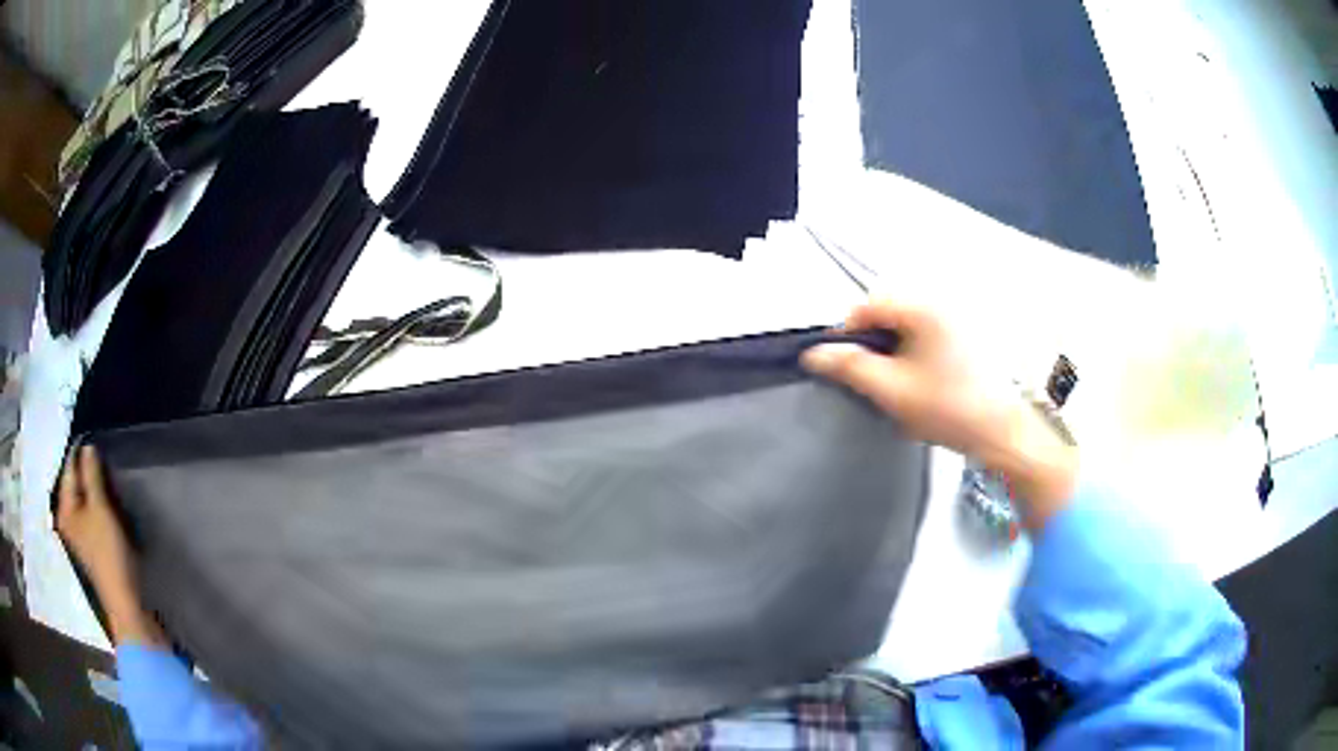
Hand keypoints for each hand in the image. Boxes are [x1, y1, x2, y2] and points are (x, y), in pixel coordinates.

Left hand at [56, 445, 165, 646]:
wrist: (125, 603)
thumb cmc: (108, 553)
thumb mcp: (100, 509)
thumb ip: (92, 475)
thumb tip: (87, 446)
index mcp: (64, 509)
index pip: (69, 469)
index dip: (80, 452)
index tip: (93, 436)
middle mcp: (67, 520)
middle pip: (75, 486)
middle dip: (86, 470)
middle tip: (101, 454)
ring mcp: (79, 536)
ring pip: (83, 501)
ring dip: (93, 488)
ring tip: (105, 475)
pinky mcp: (92, 548)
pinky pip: (91, 515)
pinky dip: (97, 505)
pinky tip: (106, 502)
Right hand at [802, 299, 1077, 527]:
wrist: (1002, 432)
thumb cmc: (948, 409)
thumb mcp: (892, 391)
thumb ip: (850, 367)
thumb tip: (814, 353)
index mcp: (923, 308)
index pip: (868, 306)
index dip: (848, 334)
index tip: (844, 366)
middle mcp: (942, 302)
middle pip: (889, 310)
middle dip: (873, 341)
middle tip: (871, 378)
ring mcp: (959, 317)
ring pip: (908, 323)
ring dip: (894, 346)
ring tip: (895, 382)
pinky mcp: (969, 334)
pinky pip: (928, 331)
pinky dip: (915, 349)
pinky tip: (921, 379)